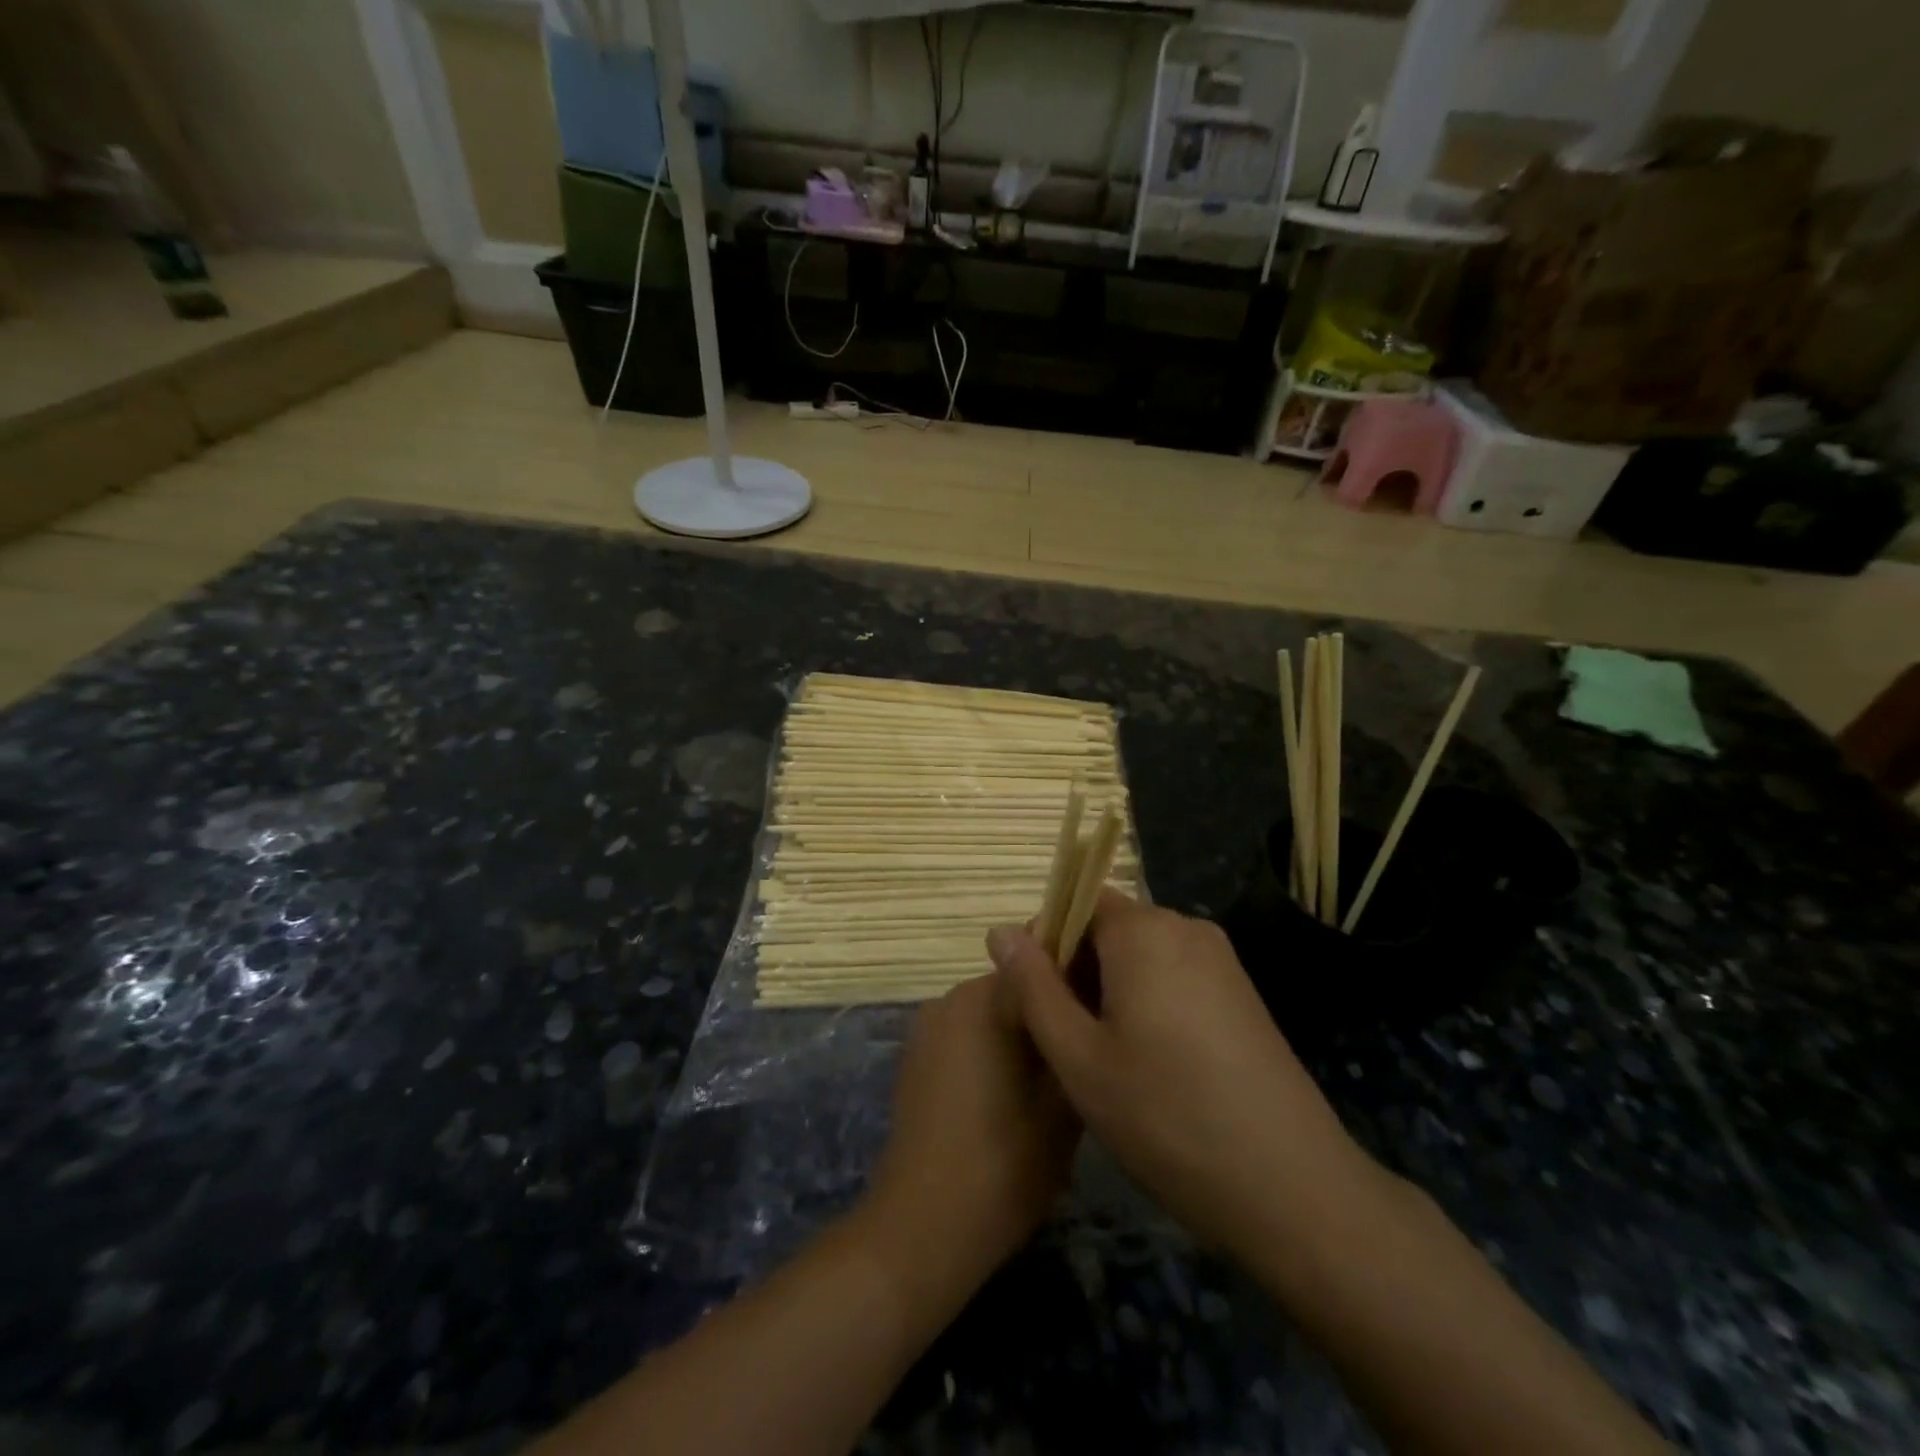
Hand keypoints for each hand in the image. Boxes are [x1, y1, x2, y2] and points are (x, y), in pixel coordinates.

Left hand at [862, 975, 1080, 1295]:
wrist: (921, 1227)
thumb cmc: (1003, 1163)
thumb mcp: (1062, 1102)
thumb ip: (1075, 1035)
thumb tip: (1090, 998)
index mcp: (986, 997)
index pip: (1044, 959)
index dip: (1081, 979)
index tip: (1107, 1008)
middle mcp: (952, 997)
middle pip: (1016, 984)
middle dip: (1050, 1009)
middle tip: (1086, 1051)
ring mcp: (929, 1026)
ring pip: (993, 1012)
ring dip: (1023, 1033)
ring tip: (1055, 1080)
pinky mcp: (917, 1057)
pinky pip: (968, 1035)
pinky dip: (993, 1051)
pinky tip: (1013, 1097)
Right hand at [988, 892, 1381, 1267]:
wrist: (1292, 1188)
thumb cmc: (1167, 1118)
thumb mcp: (1079, 1057)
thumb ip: (1033, 987)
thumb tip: (999, 931)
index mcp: (1145, 930)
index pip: (1078, 900)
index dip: (1048, 942)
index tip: (1036, 1000)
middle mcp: (1186, 928)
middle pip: (1111, 927)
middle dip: (1078, 970)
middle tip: (1065, 1039)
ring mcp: (1222, 961)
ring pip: (1142, 956)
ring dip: (1111, 991)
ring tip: (1103, 1058)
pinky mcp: (1242, 995)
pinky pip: (1176, 977)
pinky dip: (1148, 1003)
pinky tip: (1149, 1065)